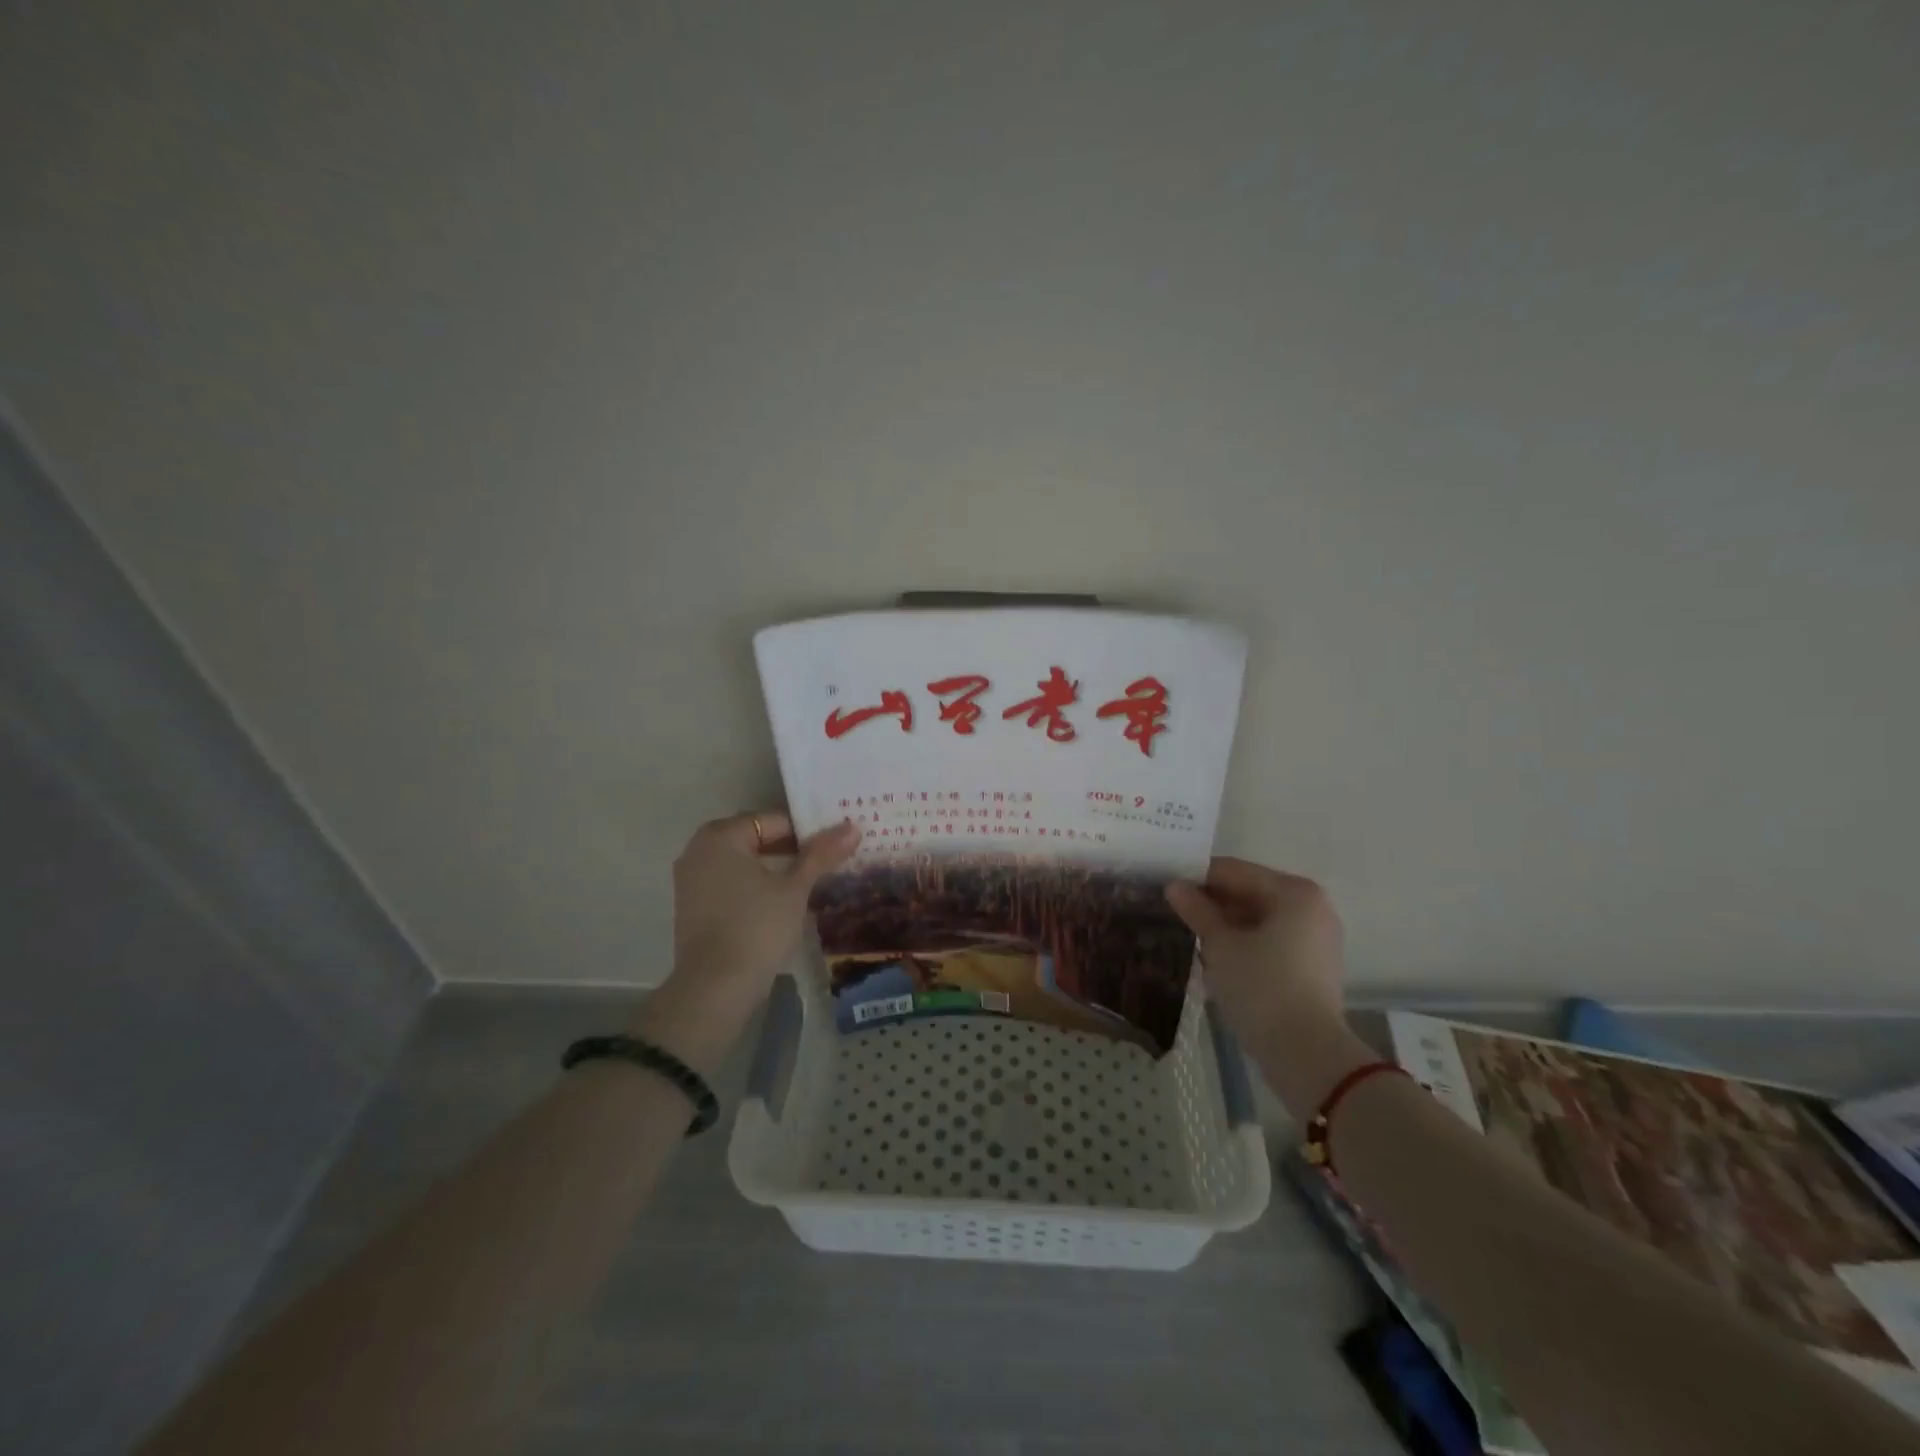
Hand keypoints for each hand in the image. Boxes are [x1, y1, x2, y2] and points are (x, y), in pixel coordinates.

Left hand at [667, 811, 860, 1015]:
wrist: (715, 988)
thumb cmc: (757, 927)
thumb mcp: (795, 888)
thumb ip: (821, 855)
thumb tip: (852, 827)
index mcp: (721, 836)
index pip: (774, 820)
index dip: (807, 831)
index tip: (833, 846)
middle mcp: (699, 849)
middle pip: (756, 838)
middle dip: (791, 848)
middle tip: (825, 861)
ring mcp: (691, 879)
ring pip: (742, 862)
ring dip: (773, 867)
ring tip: (808, 881)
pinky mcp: (692, 906)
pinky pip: (729, 882)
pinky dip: (754, 885)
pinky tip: (780, 902)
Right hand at [1166, 858, 1370, 1114]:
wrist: (1305, 1054)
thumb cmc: (1261, 987)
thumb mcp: (1220, 945)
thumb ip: (1197, 910)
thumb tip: (1174, 886)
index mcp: (1294, 891)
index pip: (1234, 871)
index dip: (1196, 877)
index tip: (1164, 884)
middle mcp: (1311, 906)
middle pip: (1249, 892)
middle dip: (1211, 901)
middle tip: (1171, 909)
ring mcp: (1315, 937)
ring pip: (1258, 918)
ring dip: (1225, 924)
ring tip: (1187, 931)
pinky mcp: (1312, 965)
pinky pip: (1270, 940)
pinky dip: (1243, 942)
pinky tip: (1213, 954)